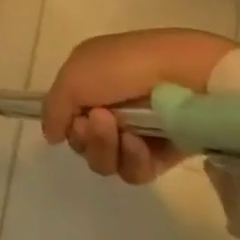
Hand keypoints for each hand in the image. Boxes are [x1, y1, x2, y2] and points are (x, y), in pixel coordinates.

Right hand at [43, 29, 238, 183]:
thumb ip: (53, 109)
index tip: (75, 116)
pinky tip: (141, 143)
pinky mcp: (164, 154)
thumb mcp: (73, 77)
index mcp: (90, 82)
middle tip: (101, 120)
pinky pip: (135, 172)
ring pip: (105, 161)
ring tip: (123, 131)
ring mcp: (138, 132)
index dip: (65, 122)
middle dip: (86, 137)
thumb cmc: (124, 67)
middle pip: (82, 143)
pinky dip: (132, 160)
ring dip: (106, 148)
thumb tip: (53, 136)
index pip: (66, 117)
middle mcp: (110, 107)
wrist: (187, 73)